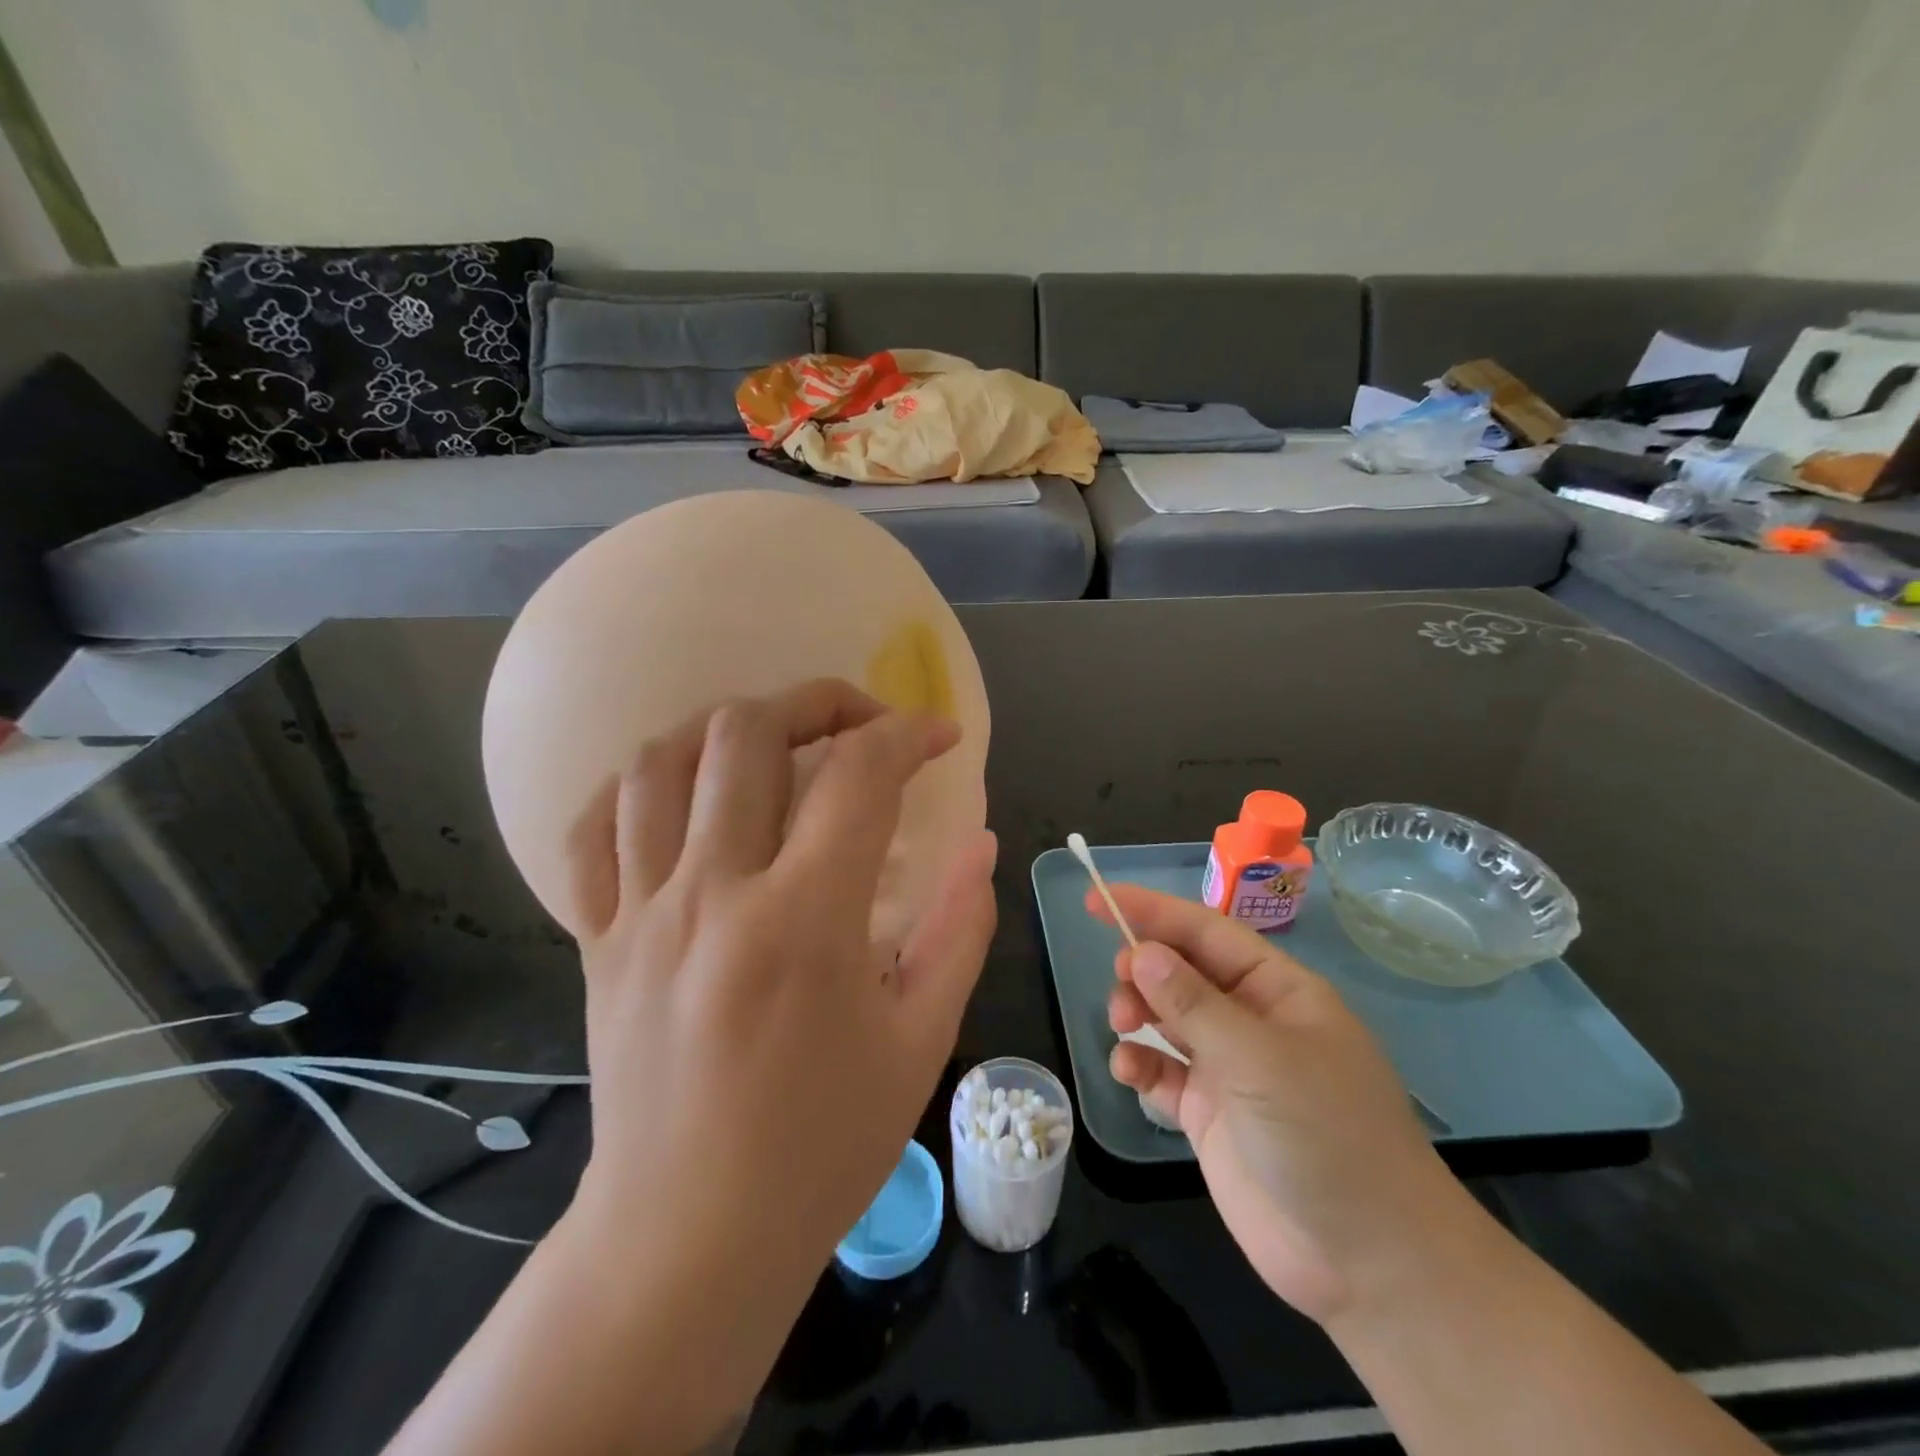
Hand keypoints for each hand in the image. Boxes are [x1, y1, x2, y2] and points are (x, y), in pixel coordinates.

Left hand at [568, 678, 996, 1321]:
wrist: (690, 1237)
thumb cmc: (824, 1144)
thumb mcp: (921, 1038)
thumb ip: (960, 928)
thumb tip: (980, 845)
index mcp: (804, 921)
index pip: (859, 775)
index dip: (909, 734)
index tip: (940, 736)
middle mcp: (712, 895)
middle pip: (748, 734)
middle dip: (817, 700)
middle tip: (858, 722)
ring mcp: (639, 913)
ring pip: (657, 763)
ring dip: (724, 729)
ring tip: (771, 744)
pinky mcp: (594, 941)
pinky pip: (591, 831)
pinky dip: (638, 790)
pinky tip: (682, 798)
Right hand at [1092, 884, 1465, 1324]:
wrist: (1367, 1263)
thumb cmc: (1326, 1135)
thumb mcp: (1260, 1060)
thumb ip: (1194, 1004)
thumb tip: (1141, 952)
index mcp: (1278, 990)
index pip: (1206, 932)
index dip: (1151, 911)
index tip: (1097, 899)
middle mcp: (1251, 1020)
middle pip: (1181, 971)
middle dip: (1143, 968)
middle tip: (1120, 984)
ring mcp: (1229, 1067)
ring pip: (1166, 1017)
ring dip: (1136, 1012)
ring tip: (1121, 1026)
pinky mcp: (1209, 1112)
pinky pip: (1162, 1070)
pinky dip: (1139, 1064)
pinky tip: (1128, 1071)